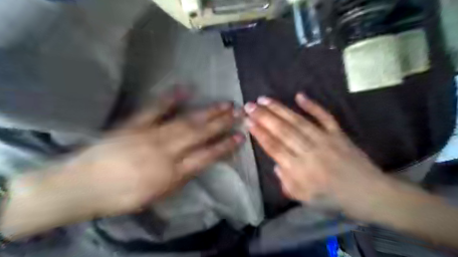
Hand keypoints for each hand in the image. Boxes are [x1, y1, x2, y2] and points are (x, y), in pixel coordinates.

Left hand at [65, 93, 244, 217]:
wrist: (82, 186)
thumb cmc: (122, 196)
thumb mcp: (158, 195)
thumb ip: (181, 177)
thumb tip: (198, 163)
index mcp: (172, 172)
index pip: (206, 156)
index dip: (225, 146)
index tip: (240, 136)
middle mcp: (166, 151)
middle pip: (200, 134)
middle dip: (221, 123)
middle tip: (238, 113)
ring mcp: (150, 134)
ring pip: (185, 121)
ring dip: (207, 111)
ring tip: (224, 103)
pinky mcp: (134, 124)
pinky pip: (154, 109)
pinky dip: (170, 99)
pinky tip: (185, 89)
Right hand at [245, 93, 395, 218]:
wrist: (370, 194)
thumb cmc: (334, 199)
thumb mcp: (306, 200)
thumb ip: (287, 183)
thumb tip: (276, 165)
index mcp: (301, 170)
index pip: (275, 148)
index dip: (260, 134)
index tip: (248, 121)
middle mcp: (310, 152)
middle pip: (283, 131)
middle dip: (264, 117)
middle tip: (249, 105)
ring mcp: (325, 140)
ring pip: (298, 121)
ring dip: (280, 109)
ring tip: (264, 99)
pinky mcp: (338, 134)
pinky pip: (324, 117)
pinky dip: (312, 105)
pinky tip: (299, 95)